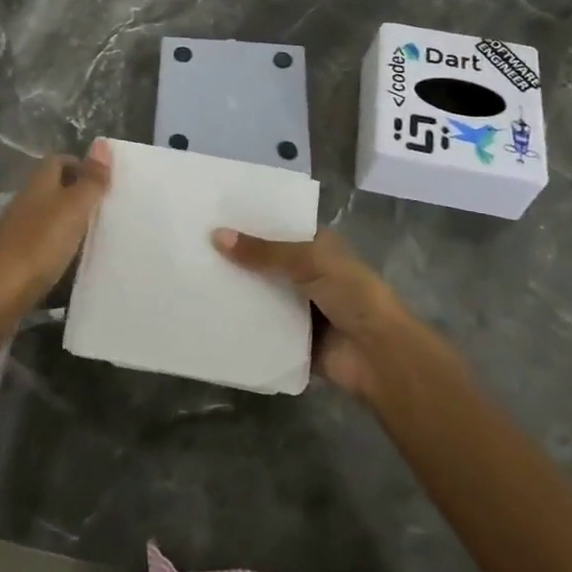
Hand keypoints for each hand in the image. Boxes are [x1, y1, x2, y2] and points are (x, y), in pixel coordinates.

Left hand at [0, 142, 111, 316]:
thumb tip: (102, 143)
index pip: (59, 161)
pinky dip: (60, 257)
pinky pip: (42, 252)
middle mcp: (24, 204)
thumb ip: (90, 180)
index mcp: (37, 185)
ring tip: (100, 243)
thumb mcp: (73, 209)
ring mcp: (15, 235)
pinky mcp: (12, 265)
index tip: (107, 182)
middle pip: (54, 192)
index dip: (82, 166)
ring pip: (48, 222)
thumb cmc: (37, 245)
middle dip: (80, 199)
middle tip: (111, 213)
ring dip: (71, 230)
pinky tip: (75, 272)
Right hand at [211, 227, 407, 398]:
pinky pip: (262, 326)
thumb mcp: (308, 261)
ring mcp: (301, 307)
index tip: (213, 216)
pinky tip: (210, 314)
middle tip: (194, 247)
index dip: (251, 223)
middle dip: (238, 258)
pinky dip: (243, 322)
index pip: (279, 228)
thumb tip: (216, 235)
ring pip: (262, 294)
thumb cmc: (351, 294)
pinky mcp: (294, 338)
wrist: (378, 354)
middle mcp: (309, 273)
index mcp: (319, 247)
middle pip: (267, 262)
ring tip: (193, 277)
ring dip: (238, 291)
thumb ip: (263, 251)